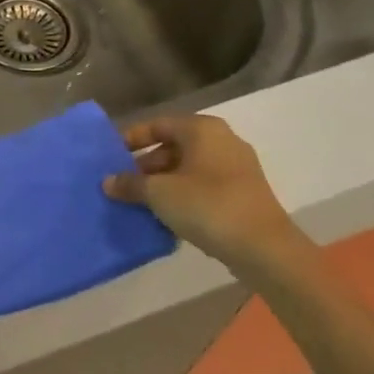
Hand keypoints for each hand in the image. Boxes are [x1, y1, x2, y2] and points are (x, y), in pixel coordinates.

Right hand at [103, 115, 302, 275]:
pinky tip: (168, 216)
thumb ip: (130, 184)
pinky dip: (184, 195)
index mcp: (202, 129)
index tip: (111, 156)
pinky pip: (204, 186)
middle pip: (173, 146)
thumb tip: (108, 182)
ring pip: (189, 168)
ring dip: (164, 183)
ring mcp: (237, 167)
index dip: (131, 139)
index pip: (157, 125)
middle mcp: (222, 140)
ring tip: (141, 202)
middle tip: (124, 184)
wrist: (264, 248)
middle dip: (146, 165)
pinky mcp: (244, 193)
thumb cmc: (207, 206)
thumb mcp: (159, 194)